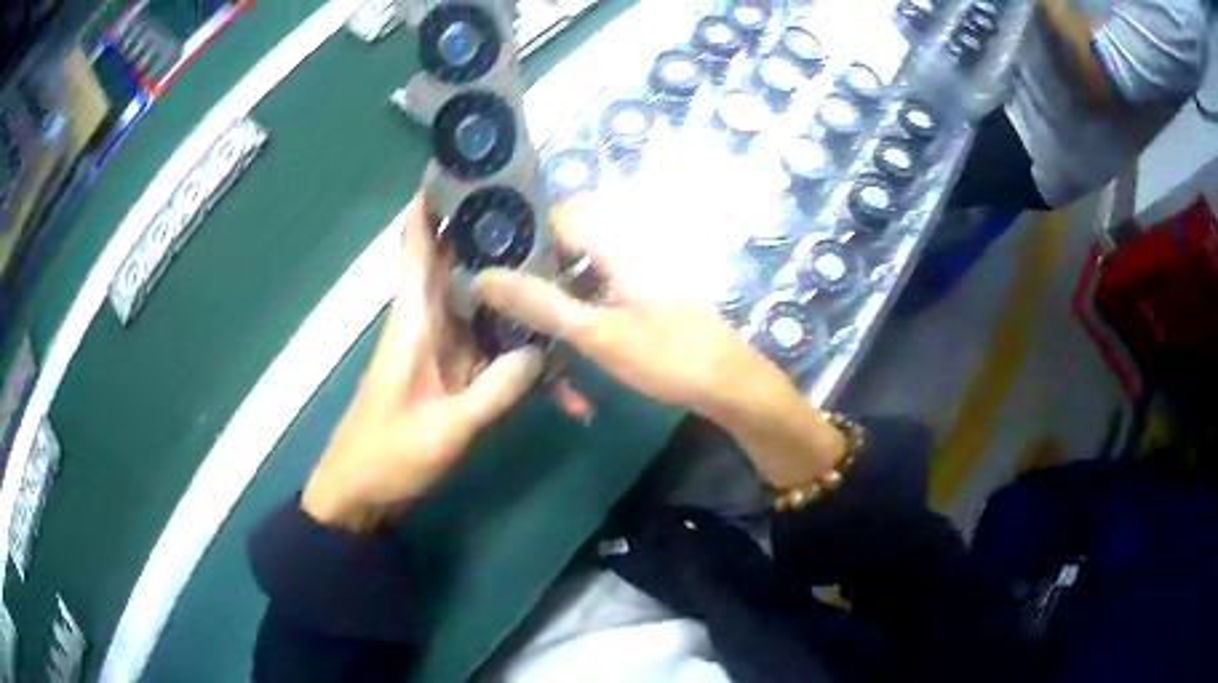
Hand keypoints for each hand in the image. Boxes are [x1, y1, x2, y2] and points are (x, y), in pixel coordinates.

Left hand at [300, 195, 542, 531]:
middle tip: (554, 214)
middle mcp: (429, 323)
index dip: (431, 200)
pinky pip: (497, 355)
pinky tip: (566, 387)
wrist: (361, 496)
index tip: (464, 164)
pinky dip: (526, 364)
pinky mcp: (458, 377)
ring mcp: (446, 350)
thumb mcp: (444, 430)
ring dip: (524, 296)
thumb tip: (543, 351)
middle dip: (501, 237)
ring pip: (488, 306)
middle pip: (465, 264)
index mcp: (412, 320)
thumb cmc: (386, 457)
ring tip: (574, 277)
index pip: (416, 244)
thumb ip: (495, 390)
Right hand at [478, 200, 845, 488]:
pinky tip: (567, 335)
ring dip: (557, 291)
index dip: (520, 233)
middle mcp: (628, 244)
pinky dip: (580, 305)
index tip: (490, 262)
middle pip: (567, 239)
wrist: (727, 383)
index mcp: (618, 242)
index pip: (556, 215)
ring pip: (581, 265)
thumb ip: (541, 303)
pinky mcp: (643, 290)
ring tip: (532, 324)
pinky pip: (599, 285)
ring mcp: (638, 268)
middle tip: (509, 301)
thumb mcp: (597, 333)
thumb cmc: (666, 356)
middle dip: (536, 267)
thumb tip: (484, 276)